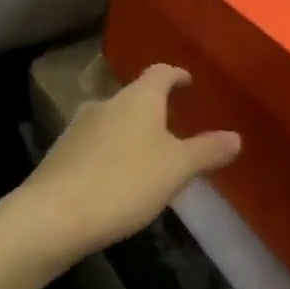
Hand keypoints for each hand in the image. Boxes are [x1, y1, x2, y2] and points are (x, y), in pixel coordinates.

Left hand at [20, 64, 241, 258]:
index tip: (188, 81)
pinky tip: (115, 180)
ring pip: (111, 122)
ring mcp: (77, 128)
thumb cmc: (125, 182)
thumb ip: (207, 151)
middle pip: (134, 98)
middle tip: (173, 129)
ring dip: (130, 134)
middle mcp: (104, 103)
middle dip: (154, 111)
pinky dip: (109, 155)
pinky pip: (93, 146)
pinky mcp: (59, 154)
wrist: (53, 215)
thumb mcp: (177, 169)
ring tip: (147, 158)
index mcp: (137, 99)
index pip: (160, 72)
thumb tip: (236, 137)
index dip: (176, 75)